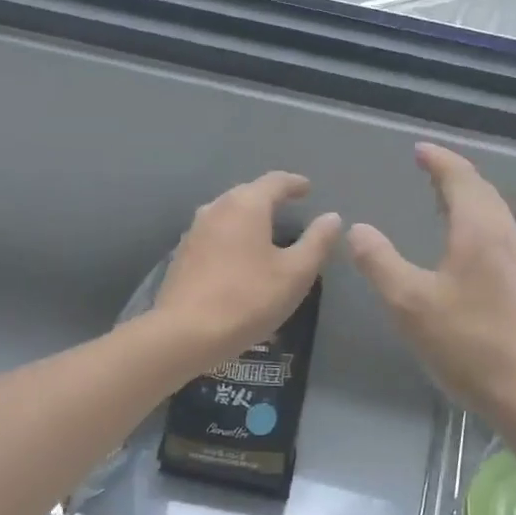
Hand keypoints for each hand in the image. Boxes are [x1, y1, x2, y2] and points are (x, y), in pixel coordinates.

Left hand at [152, 171, 341, 375]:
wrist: (185, 333)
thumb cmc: (248, 299)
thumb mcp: (295, 273)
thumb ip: (317, 242)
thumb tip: (332, 217)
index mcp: (246, 205)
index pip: (275, 181)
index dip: (295, 184)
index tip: (307, 189)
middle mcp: (216, 208)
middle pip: (248, 194)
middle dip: (270, 199)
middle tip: (289, 209)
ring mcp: (194, 231)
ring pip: (228, 214)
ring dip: (249, 219)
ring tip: (266, 233)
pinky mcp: (183, 255)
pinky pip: (215, 235)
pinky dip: (233, 238)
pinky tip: (240, 257)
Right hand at [349, 143, 515, 424]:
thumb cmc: (467, 344)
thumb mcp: (409, 303)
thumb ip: (380, 262)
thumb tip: (358, 229)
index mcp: (479, 232)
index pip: (460, 179)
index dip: (439, 160)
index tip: (419, 149)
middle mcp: (506, 237)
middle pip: (483, 191)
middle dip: (455, 175)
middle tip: (429, 169)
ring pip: (495, 214)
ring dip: (469, 199)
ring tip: (443, 200)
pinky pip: (499, 236)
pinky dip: (478, 223)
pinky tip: (466, 246)